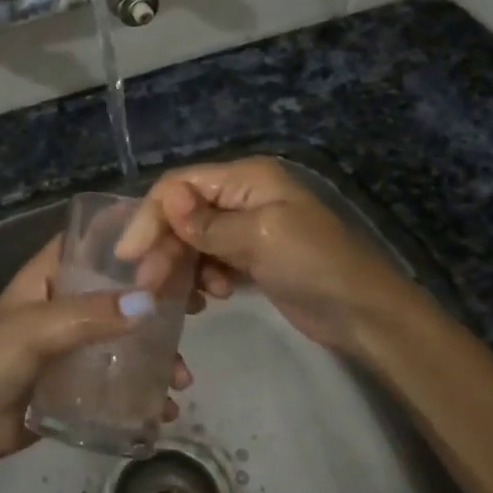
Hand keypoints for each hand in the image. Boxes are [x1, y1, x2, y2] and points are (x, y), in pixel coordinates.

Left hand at [0, 235, 195, 463]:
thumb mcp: (37, 330)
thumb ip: (89, 315)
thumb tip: (149, 301)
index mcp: (47, 276)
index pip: (90, 243)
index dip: (128, 238)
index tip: (173, 243)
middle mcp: (65, 303)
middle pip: (119, 289)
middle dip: (159, 298)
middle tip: (198, 307)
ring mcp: (74, 343)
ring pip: (127, 335)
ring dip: (158, 351)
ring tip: (181, 376)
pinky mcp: (81, 379)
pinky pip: (121, 375)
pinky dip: (145, 386)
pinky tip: (166, 405)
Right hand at [115, 156, 408, 356]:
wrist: (364, 313)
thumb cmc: (315, 265)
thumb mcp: (260, 238)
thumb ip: (209, 223)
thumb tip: (166, 196)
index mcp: (246, 179)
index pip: (180, 185)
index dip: (151, 216)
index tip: (129, 255)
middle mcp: (242, 196)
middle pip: (183, 214)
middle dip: (164, 248)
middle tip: (148, 287)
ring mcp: (246, 228)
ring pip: (192, 241)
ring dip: (181, 267)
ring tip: (183, 299)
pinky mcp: (250, 257)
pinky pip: (209, 261)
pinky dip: (201, 278)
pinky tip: (209, 298)